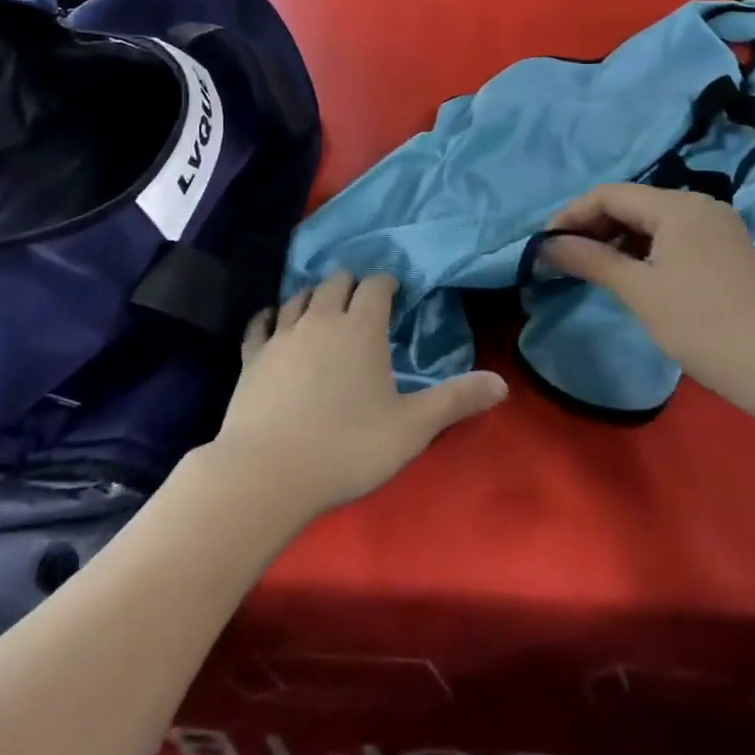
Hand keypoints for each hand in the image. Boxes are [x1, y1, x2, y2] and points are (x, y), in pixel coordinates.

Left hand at [211, 272, 507, 521]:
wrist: (268, 473)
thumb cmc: (348, 447)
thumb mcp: (412, 428)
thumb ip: (456, 401)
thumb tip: (502, 383)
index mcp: (360, 328)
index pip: (375, 285)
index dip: (386, 284)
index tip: (394, 293)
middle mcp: (320, 319)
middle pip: (335, 282)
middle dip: (351, 285)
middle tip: (361, 303)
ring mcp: (282, 335)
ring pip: (298, 297)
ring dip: (314, 297)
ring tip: (323, 310)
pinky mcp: (252, 356)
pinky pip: (261, 323)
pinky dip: (271, 317)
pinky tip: (273, 323)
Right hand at [538, 183, 754, 418]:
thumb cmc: (705, 325)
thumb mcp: (640, 292)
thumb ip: (591, 260)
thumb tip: (546, 245)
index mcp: (678, 206)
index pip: (610, 194)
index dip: (572, 215)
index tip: (544, 244)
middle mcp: (699, 206)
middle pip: (632, 204)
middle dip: (593, 226)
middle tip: (564, 258)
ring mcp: (717, 228)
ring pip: (652, 222)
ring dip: (617, 239)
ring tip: (591, 268)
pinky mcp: (726, 251)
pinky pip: (673, 238)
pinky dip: (644, 250)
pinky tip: (630, 275)